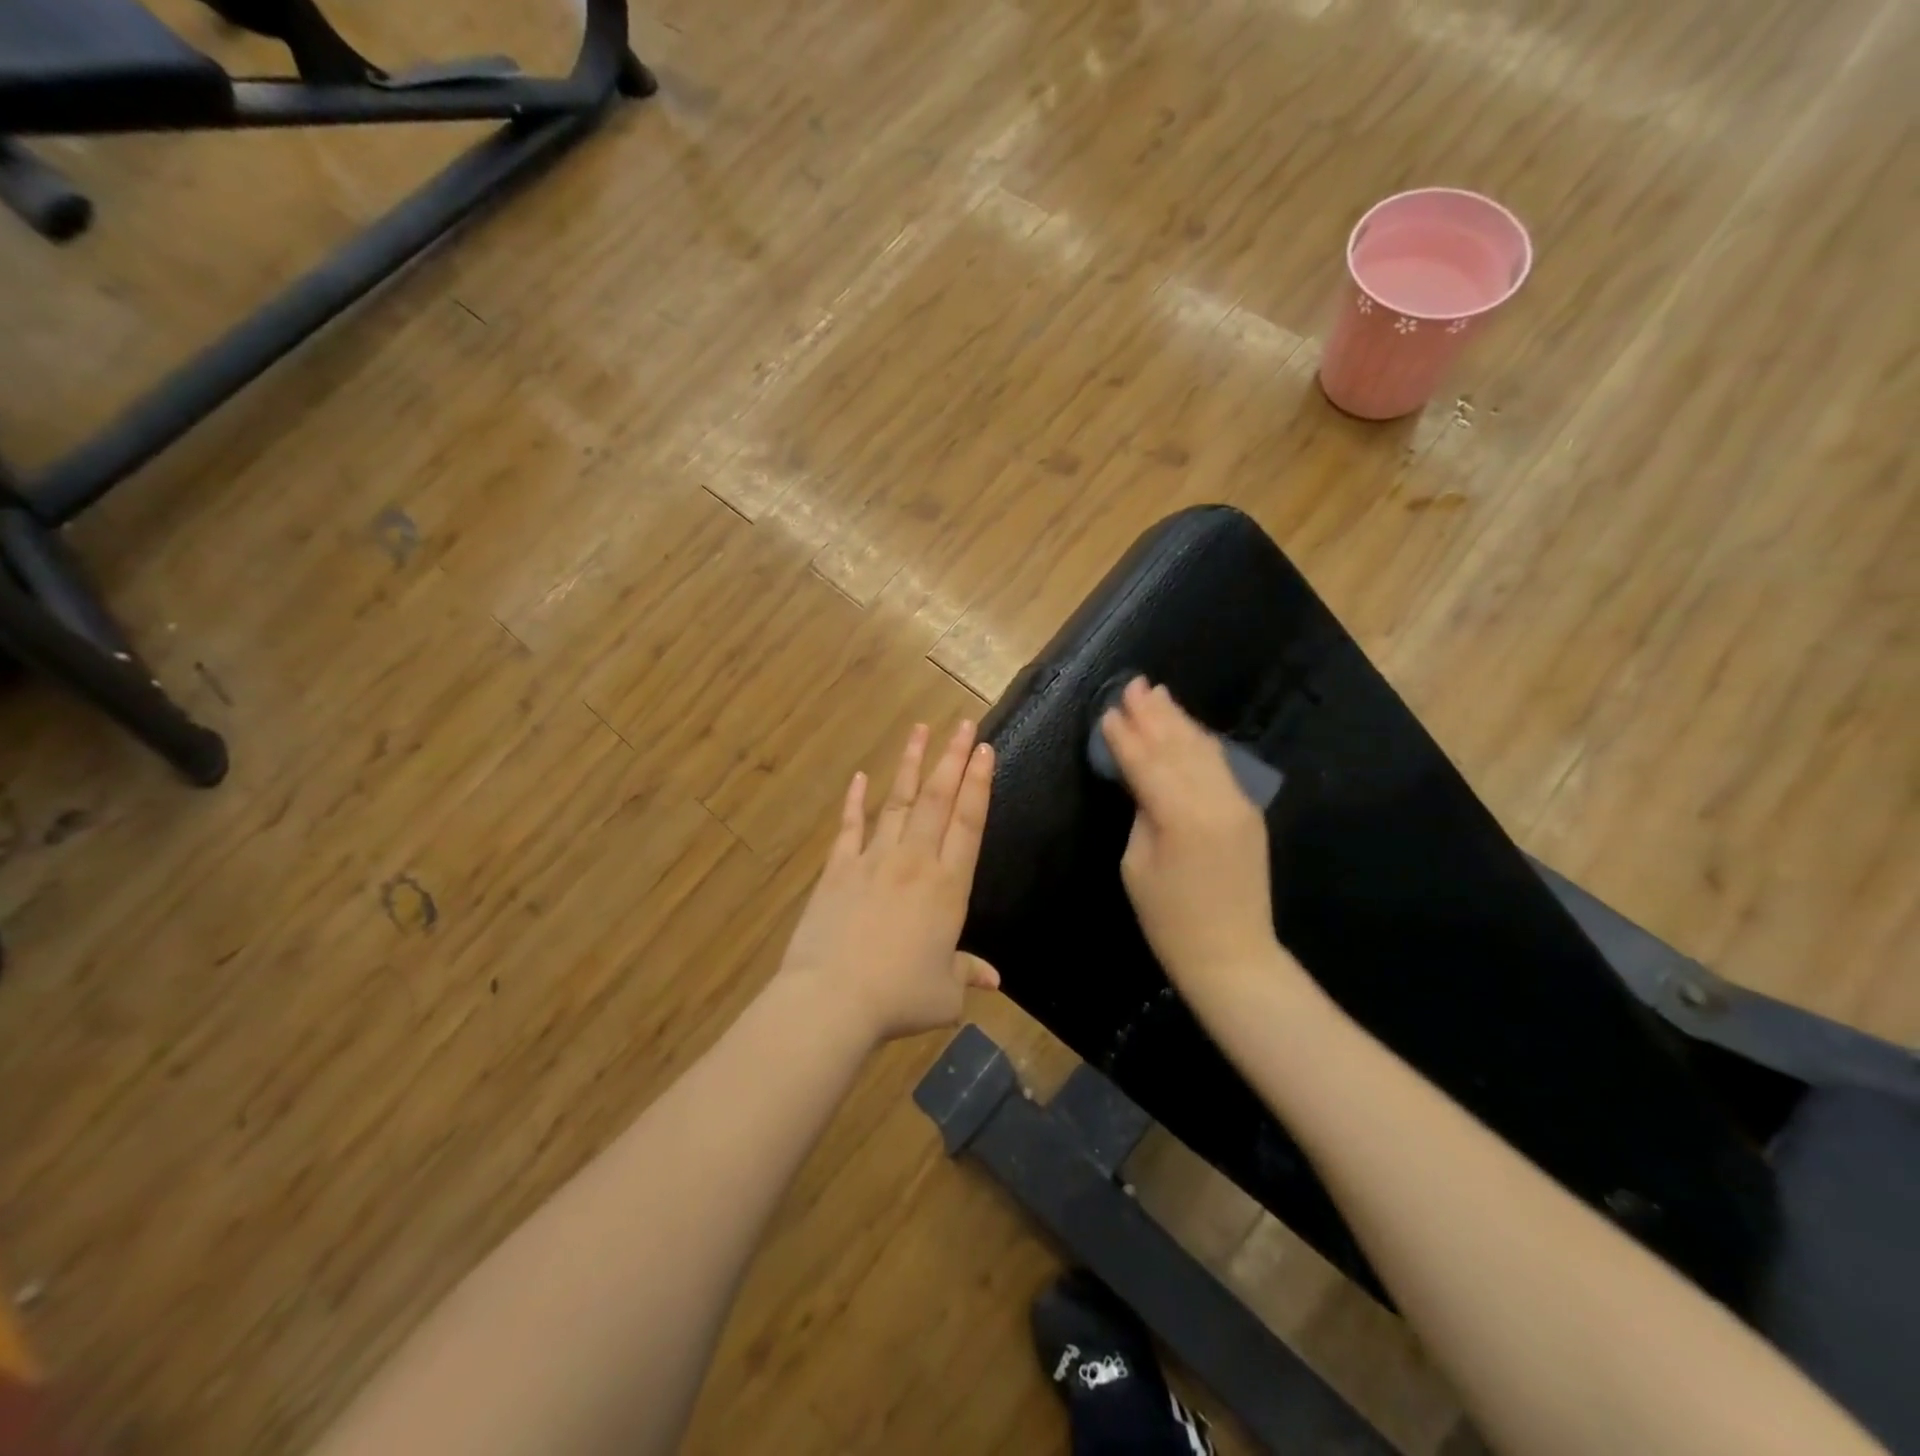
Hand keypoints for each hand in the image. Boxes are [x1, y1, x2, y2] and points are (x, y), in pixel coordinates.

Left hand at [778, 721, 1000, 1043]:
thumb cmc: (898, 998)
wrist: (833, 999)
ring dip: (910, 764)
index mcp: (948, 886)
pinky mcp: (838, 869)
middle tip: (964, 724)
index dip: (979, 784)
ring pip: (897, 802)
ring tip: (920, 730)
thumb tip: (995, 979)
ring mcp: (873, 860)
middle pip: (937, 799)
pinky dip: (855, 801)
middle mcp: (915, 862)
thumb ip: (968, 974)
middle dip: (953, 758)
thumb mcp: (944, 994)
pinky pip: (850, 827)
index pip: (969, 822)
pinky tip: (860, 776)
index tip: (985, 750)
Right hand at [1100, 679, 1289, 996]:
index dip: (1124, 736)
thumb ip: (1142, 812)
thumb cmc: (1169, 920)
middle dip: (1153, 714)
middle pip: (1178, 746)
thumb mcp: (1137, 864)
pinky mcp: (1248, 811)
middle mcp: (1214, 800)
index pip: (1146, 762)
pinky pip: (1220, 766)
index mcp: (1180, 816)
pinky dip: (1199, 742)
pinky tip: (1186, 729)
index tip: (1107, 710)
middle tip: (1134, 685)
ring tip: (1159, 694)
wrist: (1233, 954)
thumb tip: (1142, 778)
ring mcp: (1238, 803)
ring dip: (1179, 721)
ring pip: (1203, 750)